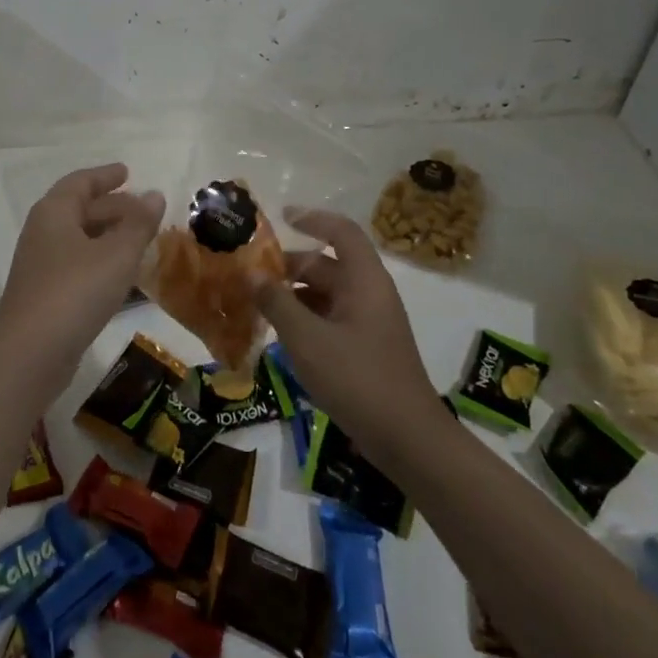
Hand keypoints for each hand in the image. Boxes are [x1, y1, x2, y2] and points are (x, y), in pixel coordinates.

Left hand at [0, 164, 165, 381]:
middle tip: (144, 209)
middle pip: (80, 209)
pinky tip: (121, 275)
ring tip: (139, 239)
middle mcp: (43, 232)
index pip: (81, 182)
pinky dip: (100, 260)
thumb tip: (155, 194)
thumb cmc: (75, 292)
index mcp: (54, 212)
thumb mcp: (116, 255)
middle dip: (112, 207)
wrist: (29, 354)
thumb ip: (138, 224)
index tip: (128, 172)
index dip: (105, 176)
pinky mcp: (45, 294)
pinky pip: (77, 264)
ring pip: (79, 238)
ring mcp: (41, 265)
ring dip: (108, 235)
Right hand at [252, 207, 445, 465]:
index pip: (341, 232)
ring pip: (326, 295)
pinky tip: (280, 336)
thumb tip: (252, 274)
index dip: (312, 218)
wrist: (408, 441)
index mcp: (364, 280)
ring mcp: (370, 322)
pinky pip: (331, 320)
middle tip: (250, 275)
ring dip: (293, 296)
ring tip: (256, 305)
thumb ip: (277, 302)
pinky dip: (305, 320)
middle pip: (327, 265)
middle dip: (289, 267)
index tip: (281, 217)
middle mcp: (369, 293)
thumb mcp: (307, 338)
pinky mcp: (366, 349)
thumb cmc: (357, 378)